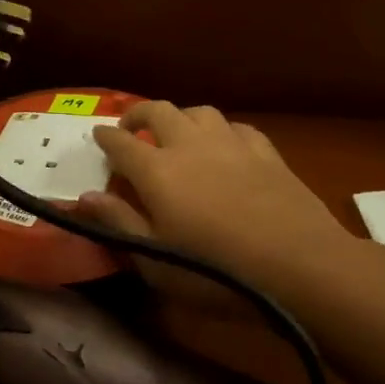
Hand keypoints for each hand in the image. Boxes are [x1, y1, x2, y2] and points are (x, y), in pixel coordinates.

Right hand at [81, 102, 356, 294]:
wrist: (299, 265)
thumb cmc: (216, 272)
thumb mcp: (155, 260)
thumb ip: (118, 223)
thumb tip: (85, 197)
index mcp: (156, 171)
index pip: (120, 142)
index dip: (105, 136)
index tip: (97, 135)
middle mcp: (189, 145)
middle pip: (158, 111)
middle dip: (138, 113)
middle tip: (130, 126)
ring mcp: (231, 144)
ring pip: (199, 112)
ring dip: (181, 117)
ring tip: (177, 133)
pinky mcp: (266, 153)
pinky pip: (237, 127)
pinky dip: (221, 131)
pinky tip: (225, 145)